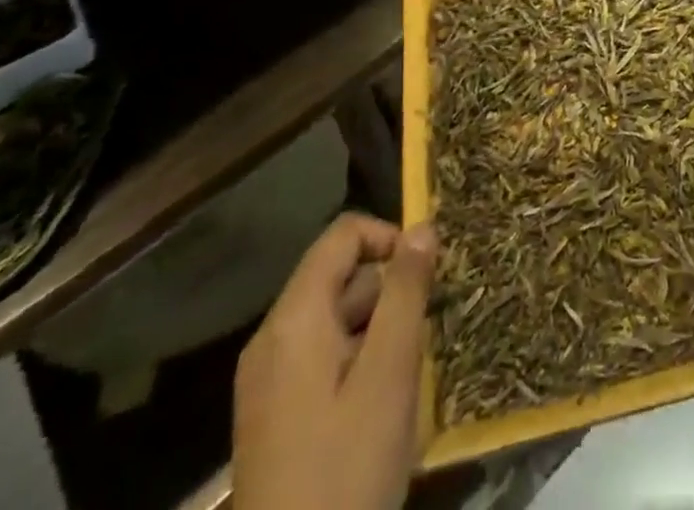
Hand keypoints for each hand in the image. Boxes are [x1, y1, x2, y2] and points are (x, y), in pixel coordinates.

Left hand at [234, 213, 436, 509]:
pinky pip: (321, 354)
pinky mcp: (272, 413)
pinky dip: (356, 358)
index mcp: (294, 318)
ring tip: (407, 372)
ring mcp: (267, 378)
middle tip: (424, 333)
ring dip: (377, 327)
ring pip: (334, 318)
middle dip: (389, 290)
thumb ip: (406, 291)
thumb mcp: (389, 373)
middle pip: (339, 276)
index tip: (426, 275)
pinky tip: (380, 402)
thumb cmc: (346, 468)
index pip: (344, 234)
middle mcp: (272, 337)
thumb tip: (422, 226)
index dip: (389, 238)